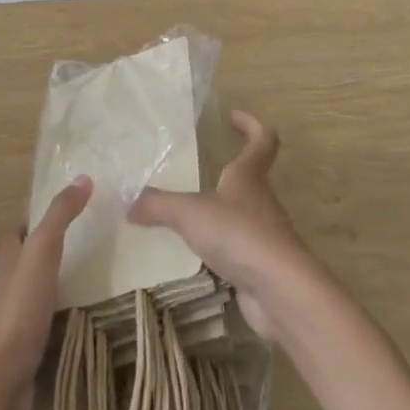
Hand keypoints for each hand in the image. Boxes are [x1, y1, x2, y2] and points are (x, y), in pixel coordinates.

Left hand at [0, 176, 92, 409]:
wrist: (1, 388)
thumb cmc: (17, 312)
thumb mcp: (41, 252)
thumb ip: (60, 216)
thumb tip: (84, 178)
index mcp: (7, 260)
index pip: (24, 229)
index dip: (45, 218)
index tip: (81, 210)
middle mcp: (12, 287)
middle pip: (39, 263)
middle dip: (67, 255)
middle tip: (107, 245)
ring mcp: (22, 323)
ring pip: (52, 297)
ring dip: (76, 291)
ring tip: (116, 279)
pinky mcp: (36, 354)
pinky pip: (62, 331)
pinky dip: (80, 325)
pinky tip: (107, 321)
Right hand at [128, 112, 305, 337]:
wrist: (280, 291)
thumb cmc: (239, 234)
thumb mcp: (190, 213)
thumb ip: (158, 205)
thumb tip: (129, 201)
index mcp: (249, 176)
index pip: (262, 139)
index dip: (250, 124)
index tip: (232, 117)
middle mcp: (261, 200)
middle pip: (251, 177)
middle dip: (228, 171)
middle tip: (198, 169)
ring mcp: (264, 235)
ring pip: (242, 214)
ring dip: (221, 212)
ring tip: (189, 215)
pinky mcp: (261, 266)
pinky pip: (238, 249)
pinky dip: (220, 248)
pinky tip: (197, 256)